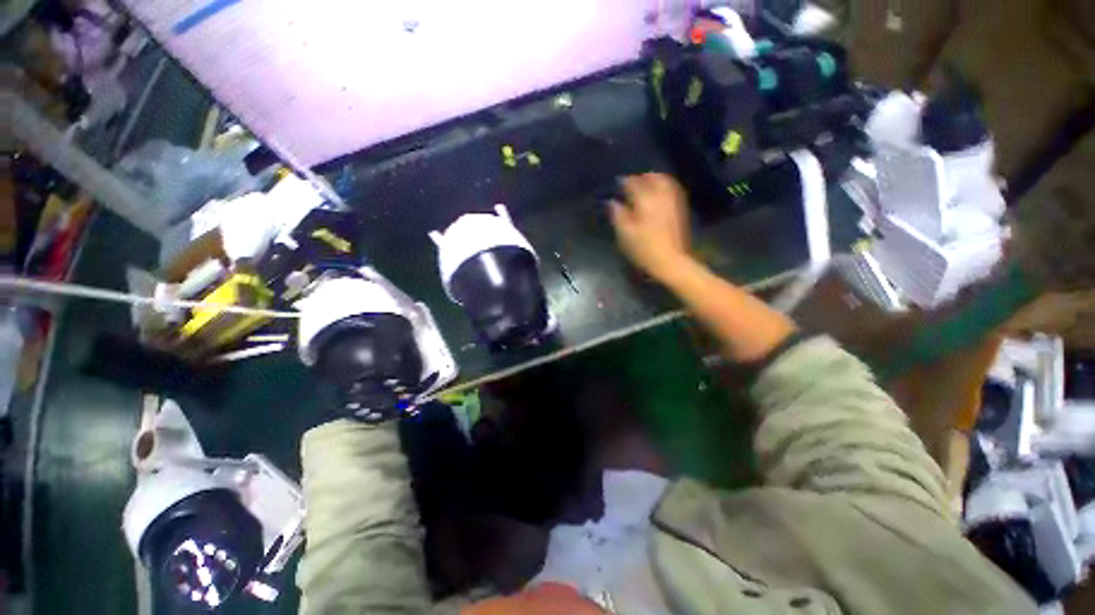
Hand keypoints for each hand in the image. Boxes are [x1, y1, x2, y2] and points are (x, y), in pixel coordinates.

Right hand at [609, 173, 691, 282]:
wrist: (671, 261)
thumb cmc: (644, 248)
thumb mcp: (625, 234)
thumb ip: (618, 215)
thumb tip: (612, 202)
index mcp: (645, 200)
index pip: (633, 183)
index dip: (624, 182)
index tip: (617, 183)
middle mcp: (661, 195)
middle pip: (651, 178)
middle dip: (641, 177)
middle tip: (632, 182)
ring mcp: (673, 201)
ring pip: (665, 181)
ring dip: (654, 179)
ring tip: (646, 183)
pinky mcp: (681, 209)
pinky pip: (673, 189)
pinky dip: (665, 185)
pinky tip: (660, 192)